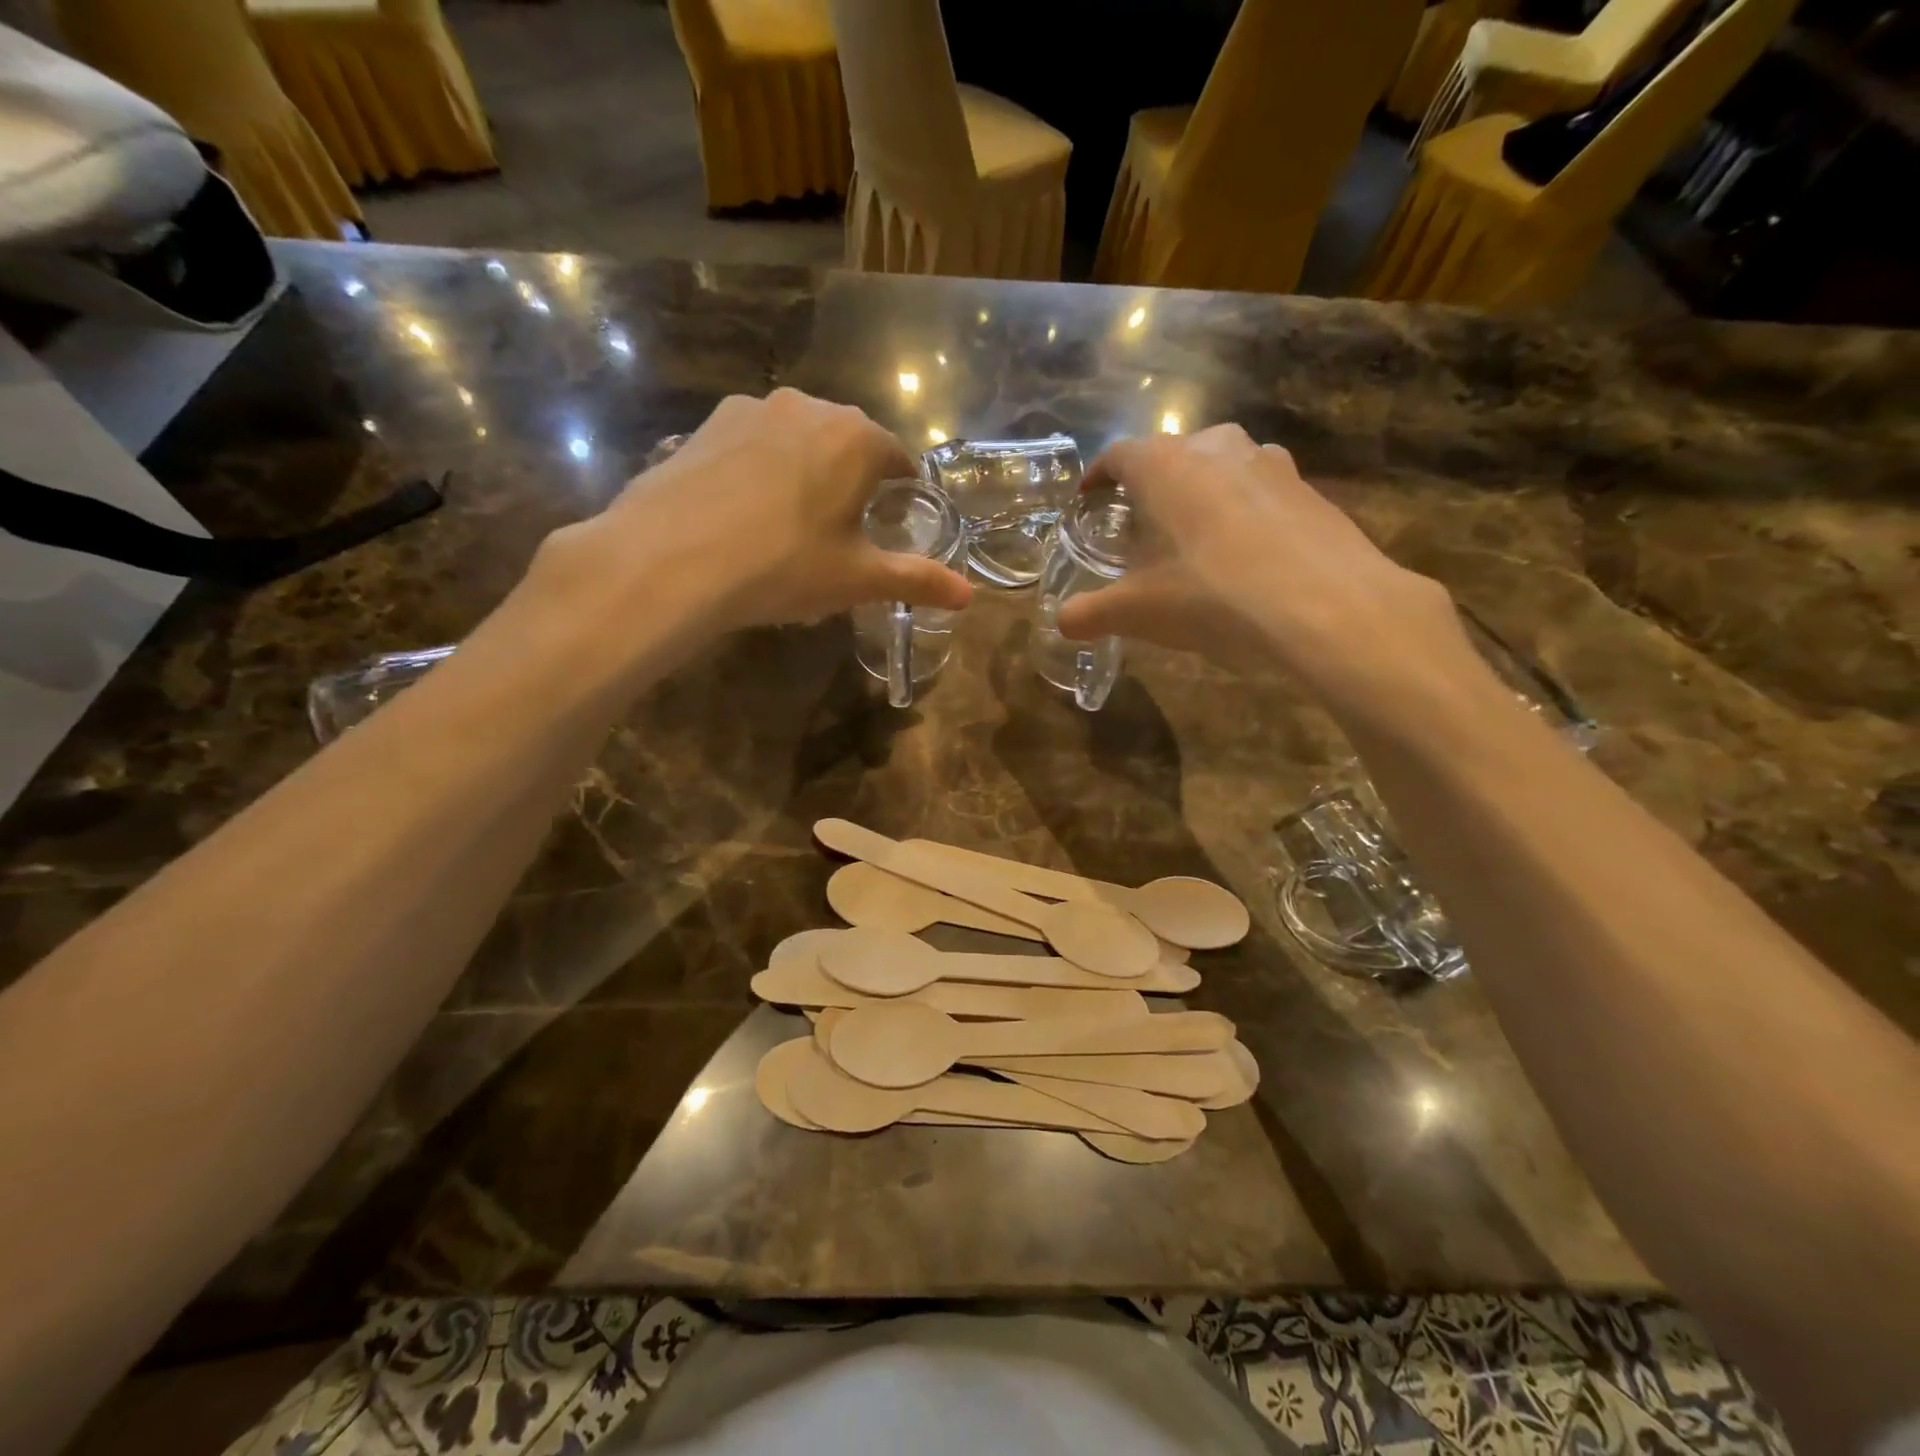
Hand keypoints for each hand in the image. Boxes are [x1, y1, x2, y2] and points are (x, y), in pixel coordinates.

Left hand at [546, 389, 972, 631]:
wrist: (670, 560)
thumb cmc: (783, 566)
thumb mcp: (858, 579)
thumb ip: (918, 580)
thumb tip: (971, 595)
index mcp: (856, 438)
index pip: (897, 460)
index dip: (900, 494)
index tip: (890, 525)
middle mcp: (808, 407)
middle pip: (847, 443)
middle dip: (852, 481)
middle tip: (839, 533)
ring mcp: (750, 410)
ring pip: (796, 441)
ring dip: (804, 472)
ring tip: (788, 526)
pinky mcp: (704, 425)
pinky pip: (750, 447)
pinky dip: (758, 473)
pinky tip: (741, 516)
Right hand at [1056, 426, 1476, 718]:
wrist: (1328, 606)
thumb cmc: (1212, 596)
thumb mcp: (1138, 612)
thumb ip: (1091, 613)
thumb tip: (1061, 623)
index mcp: (1164, 465)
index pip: (1118, 456)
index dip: (1097, 477)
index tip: (1088, 498)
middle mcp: (1216, 447)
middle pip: (1170, 455)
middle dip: (1149, 486)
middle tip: (1140, 525)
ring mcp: (1269, 462)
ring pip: (1219, 467)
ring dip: (1199, 492)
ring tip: (1193, 536)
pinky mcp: (1308, 488)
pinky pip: (1259, 491)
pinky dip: (1242, 511)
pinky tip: (1245, 554)